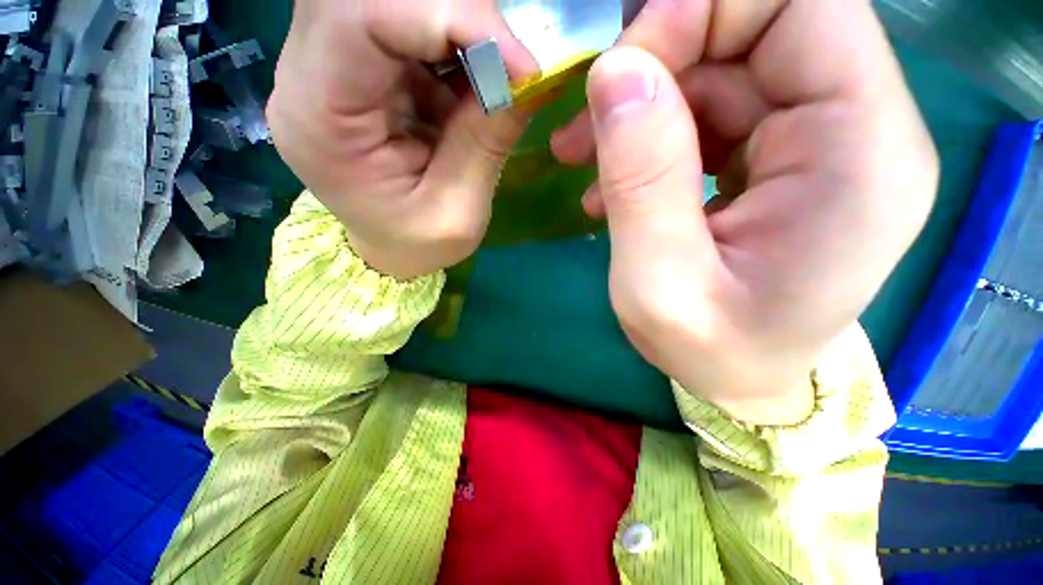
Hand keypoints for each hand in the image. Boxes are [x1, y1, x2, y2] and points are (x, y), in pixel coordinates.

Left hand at [267, 0, 537, 279]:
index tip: (519, 63)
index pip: (360, 15)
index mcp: (318, 120)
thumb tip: (531, 77)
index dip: (448, 16)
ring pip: (387, 1)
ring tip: (493, 78)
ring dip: (456, 28)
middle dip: (454, 16)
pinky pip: (402, 24)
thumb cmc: (418, 244)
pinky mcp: (356, 66)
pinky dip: (451, 42)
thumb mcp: (459, 211)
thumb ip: (487, 140)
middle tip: (508, 61)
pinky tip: (473, 83)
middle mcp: (306, 76)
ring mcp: (326, 65)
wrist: (390, 249)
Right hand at [554, 1, 937, 424]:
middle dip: (660, 58)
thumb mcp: (658, 282)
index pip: (802, 5)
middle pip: (760, 28)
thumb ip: (642, 180)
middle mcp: (858, 129)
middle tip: (588, 122)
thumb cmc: (710, 352)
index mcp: (861, 154)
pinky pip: (713, 113)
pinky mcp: (782, 159)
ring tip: (581, 156)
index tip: (620, 70)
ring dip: (643, 102)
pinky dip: (652, 134)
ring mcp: (821, 142)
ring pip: (724, 70)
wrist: (741, 380)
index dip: (702, 11)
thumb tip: (615, 74)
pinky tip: (610, 184)